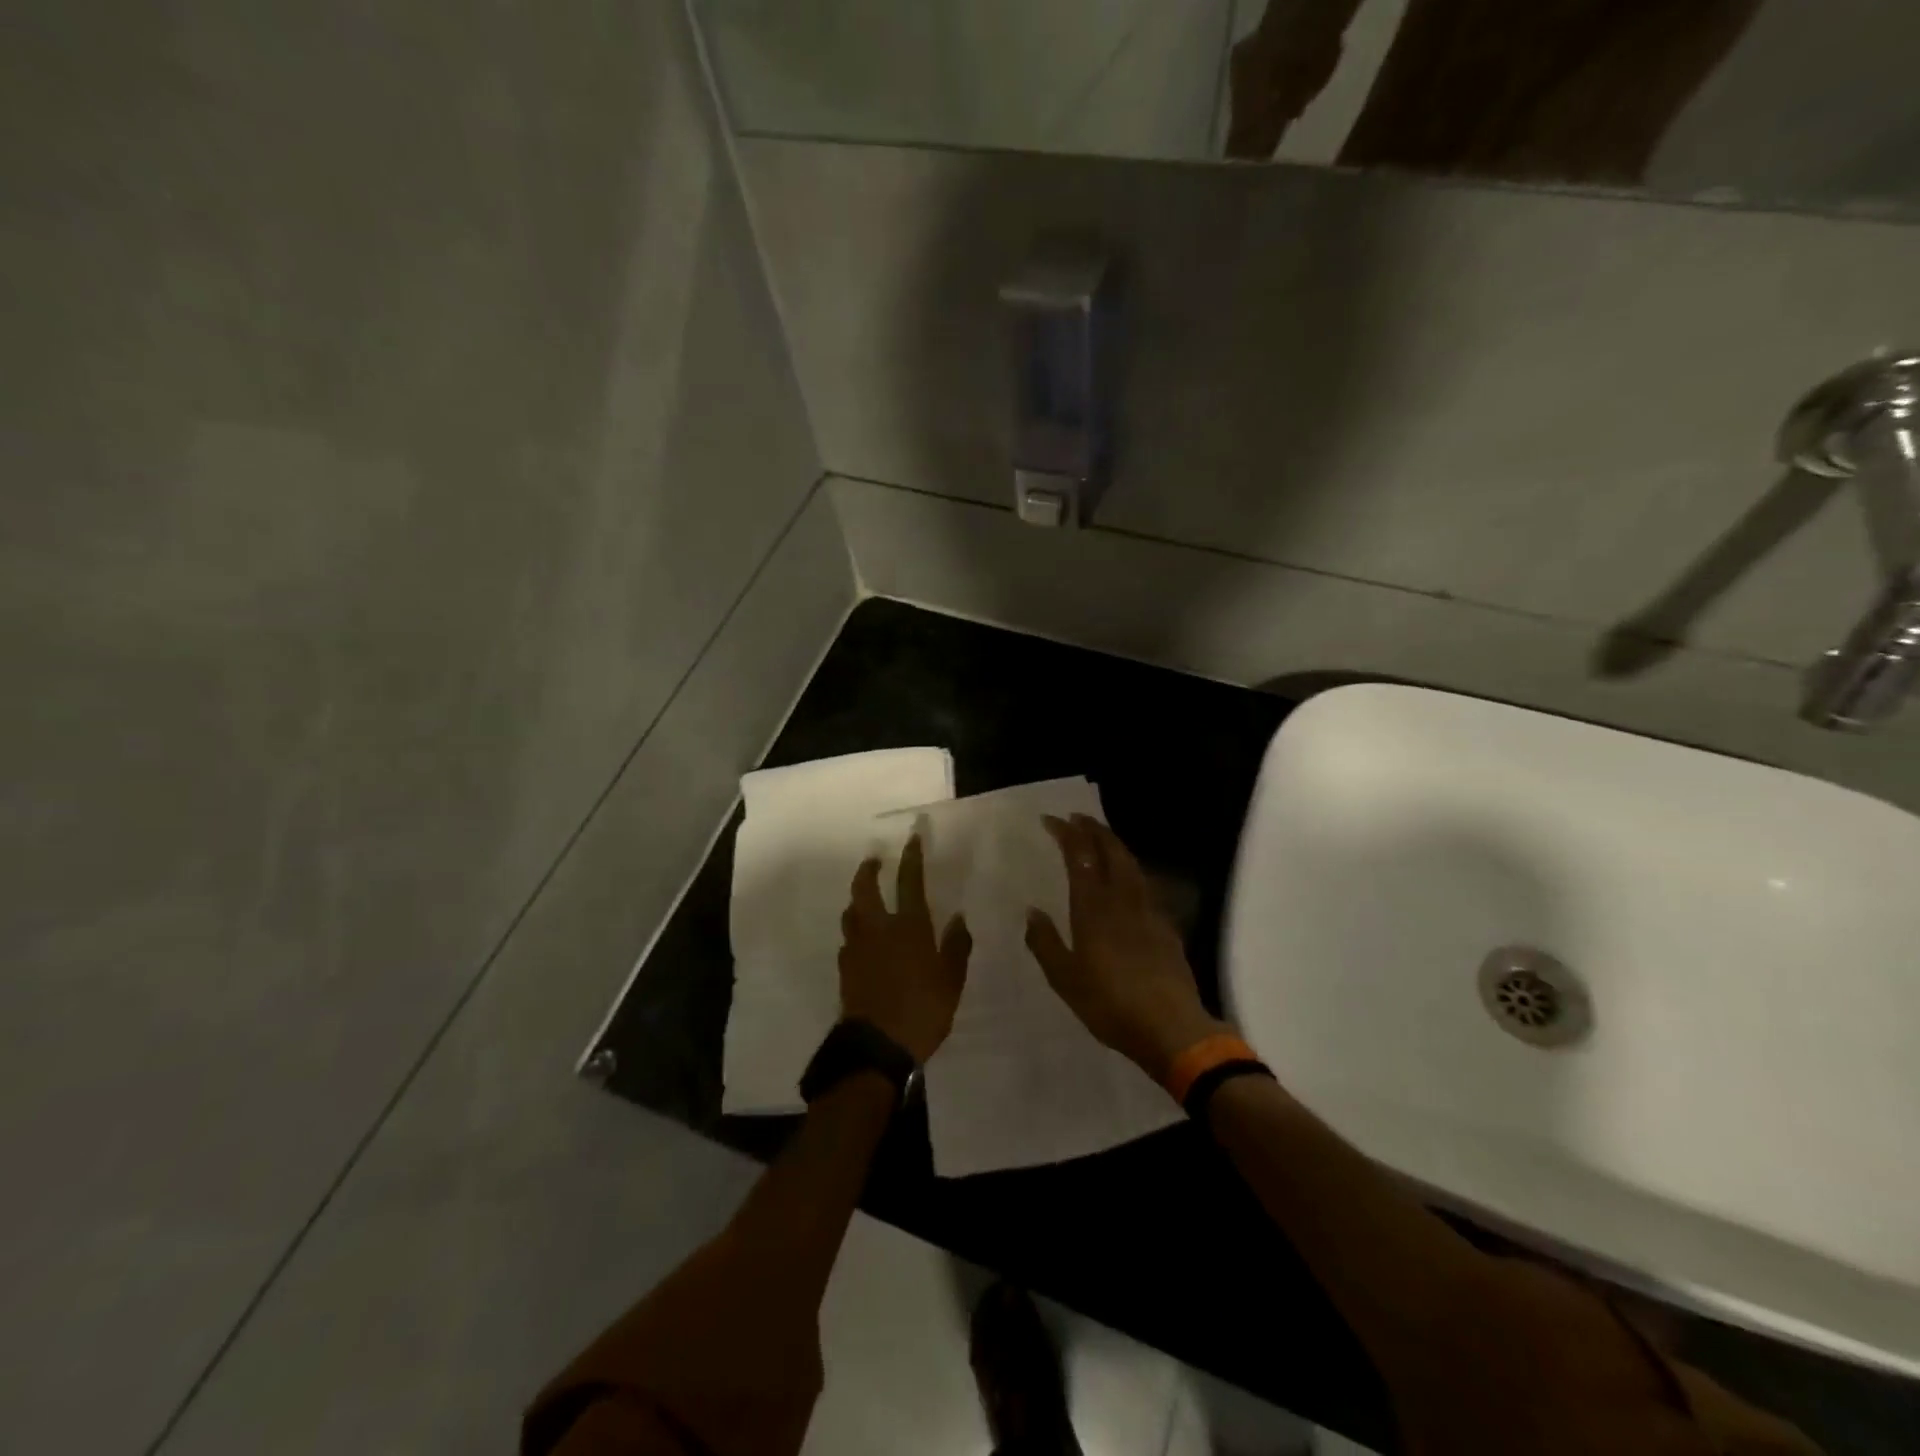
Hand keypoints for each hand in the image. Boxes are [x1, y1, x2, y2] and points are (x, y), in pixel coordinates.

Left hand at [838, 834, 971, 1063]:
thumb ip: (956, 947)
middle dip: (868, 870)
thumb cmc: (922, 1011)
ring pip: (851, 912)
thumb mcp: (951, 982)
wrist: (877, 1047)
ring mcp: (857, 948)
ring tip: (864, 897)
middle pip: (866, 889)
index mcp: (909, 927)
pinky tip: (861, 940)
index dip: (911, 858)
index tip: (911, 838)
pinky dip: (854, 931)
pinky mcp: (845, 968)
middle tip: (873, 860)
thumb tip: (958, 918)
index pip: (910, 882)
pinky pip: (848, 940)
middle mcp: (879, 929)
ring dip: (857, 898)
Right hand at [1025, 815, 1226, 1081]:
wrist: (1172, 1028)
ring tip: (1100, 838)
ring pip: (1132, 864)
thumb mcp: (1065, 980)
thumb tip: (1032, 912)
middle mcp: (1123, 900)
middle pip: (1111, 851)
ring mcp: (1149, 910)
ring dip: (1114, 844)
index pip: (1080, 857)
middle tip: (1077, 818)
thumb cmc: (1111, 1005)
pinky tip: (1127, 879)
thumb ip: (1046, 943)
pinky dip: (1130, 869)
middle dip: (1093, 829)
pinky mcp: (1166, 925)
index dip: (1067, 833)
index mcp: (1094, 909)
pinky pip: (1145, 884)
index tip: (1051, 819)